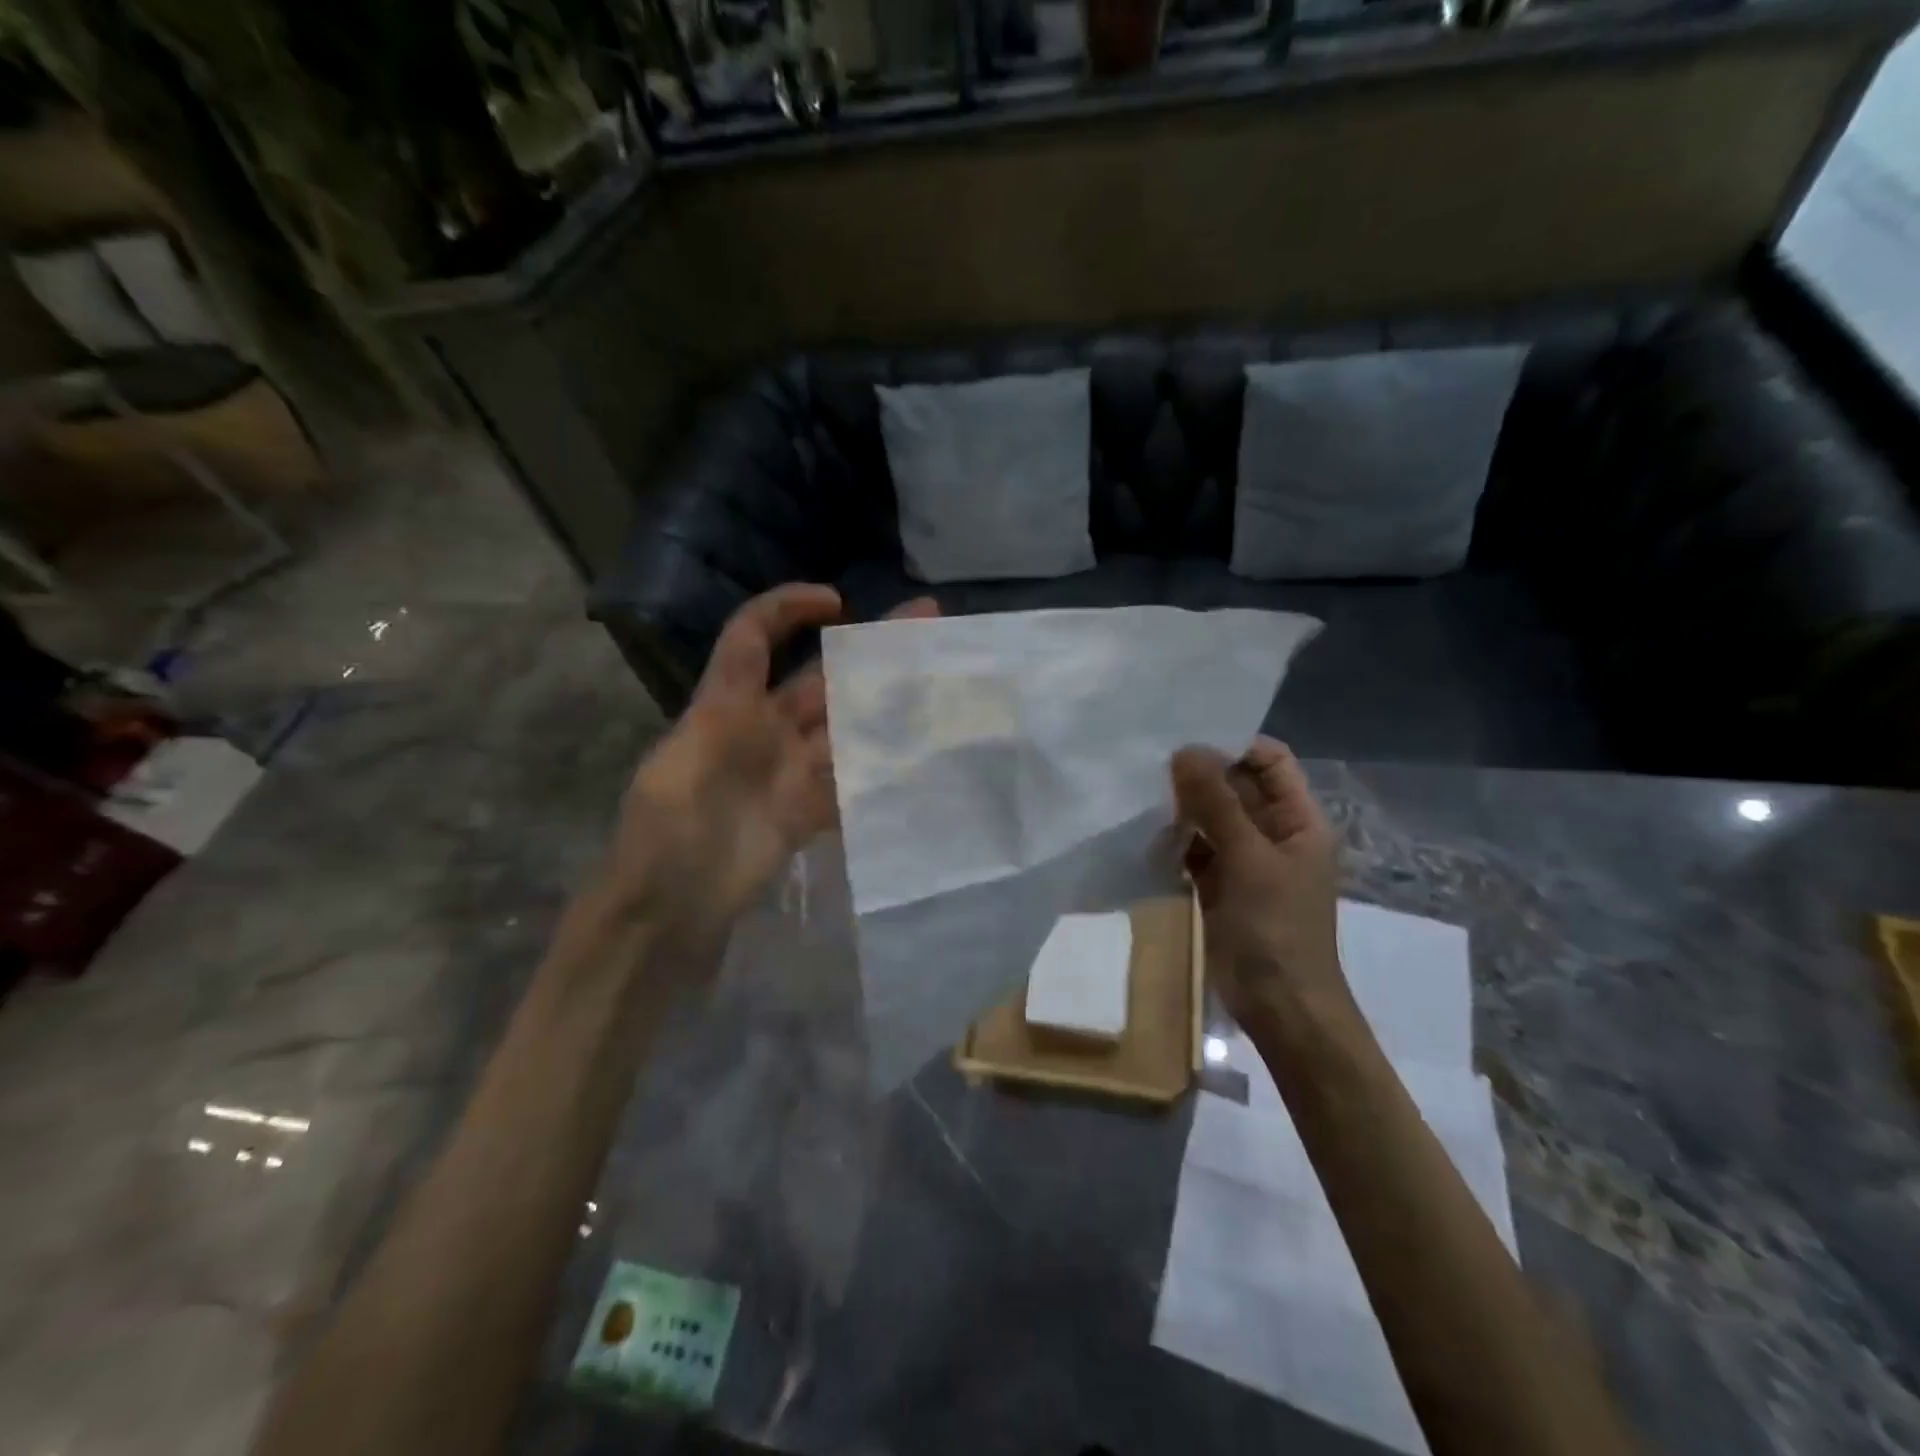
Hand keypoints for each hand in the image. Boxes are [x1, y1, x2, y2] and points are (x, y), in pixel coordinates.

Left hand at [610, 584, 936, 935]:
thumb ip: (727, 732)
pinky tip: (924, 749)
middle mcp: (765, 729)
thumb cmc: (665, 833)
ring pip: (847, 723)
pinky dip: (884, 764)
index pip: (752, 638)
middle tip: (927, 618)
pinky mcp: (809, 809)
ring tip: (937, 677)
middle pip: (821, 676)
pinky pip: (852, 779)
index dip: (787, 608)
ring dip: (888, 700)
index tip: (837, 601)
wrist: (670, 910)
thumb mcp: (678, 768)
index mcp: (726, 707)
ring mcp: (791, 770)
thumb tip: (775, 712)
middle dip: (869, 646)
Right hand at [1170, 737, 1351, 1034]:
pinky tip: (1145, 832)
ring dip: (1182, 807)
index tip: (1185, 739)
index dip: (1233, 745)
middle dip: (1198, 774)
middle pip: (1236, 786)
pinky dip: (1174, 840)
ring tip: (1140, 791)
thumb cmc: (1277, 929)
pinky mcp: (1218, 885)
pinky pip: (1195, 849)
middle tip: (1149, 760)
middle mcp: (1272, 832)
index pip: (1270, 760)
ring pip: (1211, 817)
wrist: (1280, 1007)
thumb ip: (1217, 804)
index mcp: (1298, 819)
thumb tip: (1184, 750)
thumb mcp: (1250, 860)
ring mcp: (1244, 860)